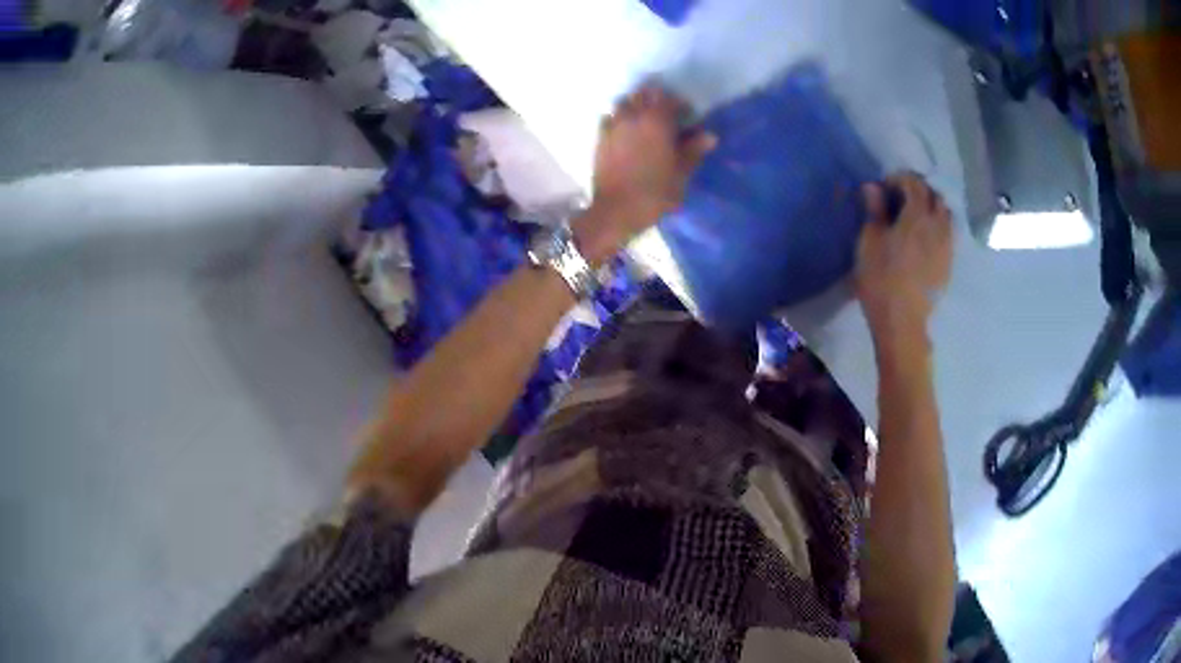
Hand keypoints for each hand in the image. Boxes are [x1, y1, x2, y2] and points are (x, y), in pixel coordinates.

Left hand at [574, 86, 716, 263]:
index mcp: (657, 121)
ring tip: (645, 122)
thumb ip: (694, 150)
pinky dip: (619, 118)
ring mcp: (613, 125)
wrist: (615, 210)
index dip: (680, 105)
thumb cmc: (655, 192)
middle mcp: (633, 116)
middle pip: (644, 94)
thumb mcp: (681, 173)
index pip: (669, 99)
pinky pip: (610, 118)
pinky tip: (626, 132)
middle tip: (666, 116)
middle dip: (657, 100)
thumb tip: (710, 136)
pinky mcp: (600, 138)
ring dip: (636, 106)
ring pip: (625, 102)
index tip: (687, 117)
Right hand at [855, 173, 952, 340]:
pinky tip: (923, 240)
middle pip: (934, 196)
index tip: (884, 186)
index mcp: (917, 215)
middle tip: (901, 198)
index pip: (914, 184)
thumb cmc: (880, 279)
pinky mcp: (948, 264)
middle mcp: (938, 225)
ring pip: (945, 215)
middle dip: (919, 190)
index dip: (899, 179)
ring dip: (931, 209)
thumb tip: (873, 187)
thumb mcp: (869, 242)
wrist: (902, 322)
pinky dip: (937, 228)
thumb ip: (874, 211)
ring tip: (915, 218)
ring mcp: (947, 246)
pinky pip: (947, 235)